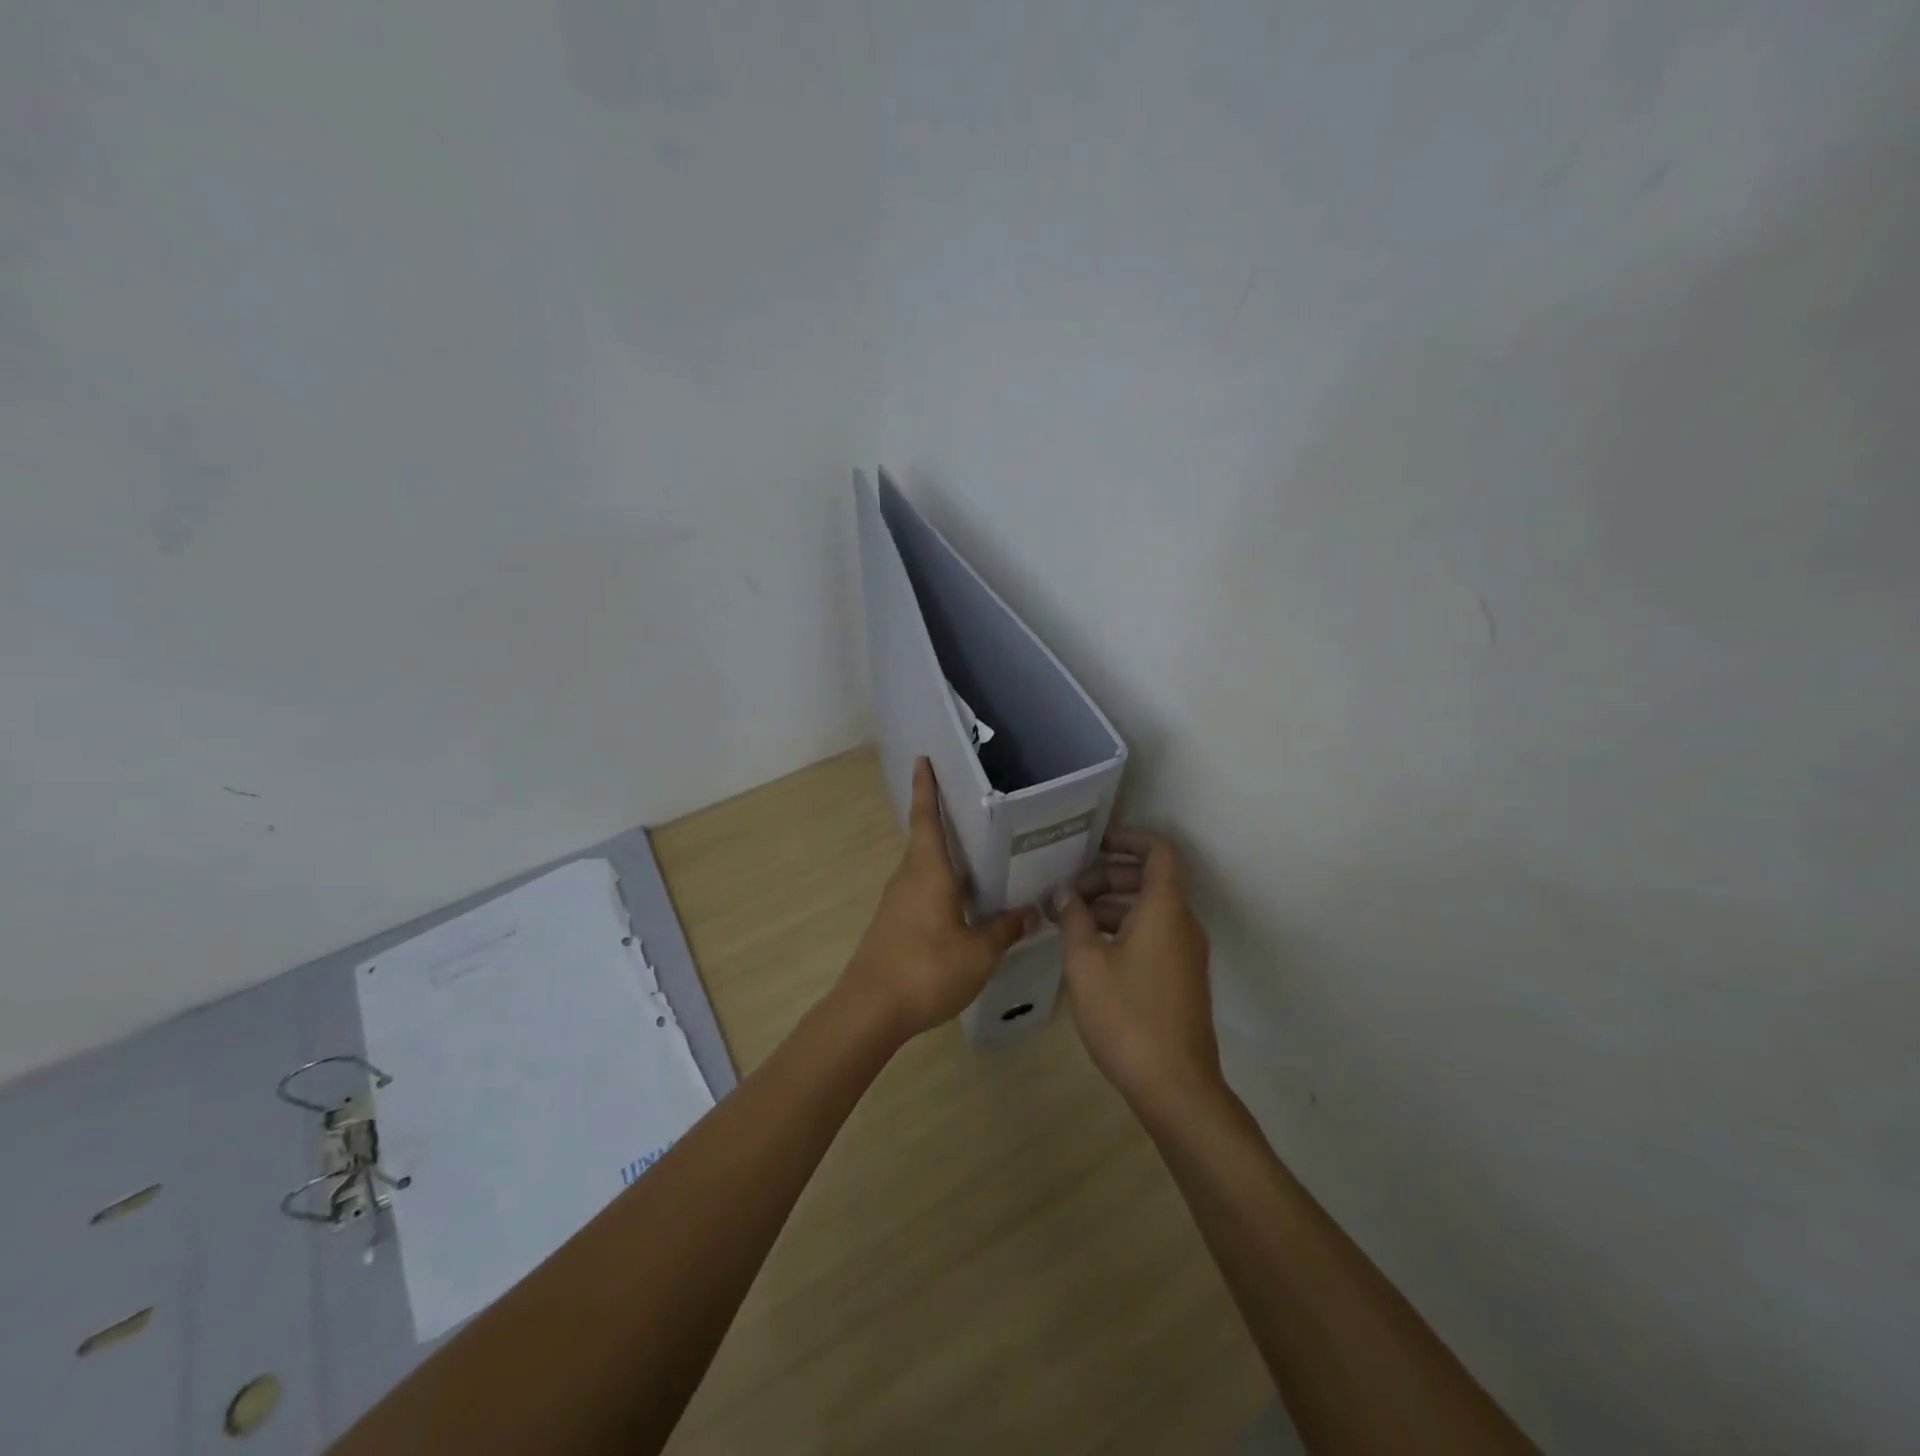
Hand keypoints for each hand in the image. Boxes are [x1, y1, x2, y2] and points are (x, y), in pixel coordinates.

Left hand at [840, 758, 1037, 1043]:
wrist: (870, 1010)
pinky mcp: (892, 924)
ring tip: (979, 858)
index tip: (923, 759)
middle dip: (944, 821)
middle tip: (976, 810)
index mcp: (928, 871)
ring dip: (945, 859)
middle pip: (925, 840)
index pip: (926, 817)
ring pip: (924, 868)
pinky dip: (940, 886)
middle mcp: (908, 877)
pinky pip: (920, 892)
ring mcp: (896, 902)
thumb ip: (1005, 930)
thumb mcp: (979, 953)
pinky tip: (962, 904)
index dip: (926, 787)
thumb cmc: (927, 969)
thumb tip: (1032, 912)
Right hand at [1054, 830, 1223, 1119]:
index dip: (1129, 839)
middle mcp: (1182, 924)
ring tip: (1070, 922)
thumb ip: (1074, 919)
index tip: (1094, 846)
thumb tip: (1065, 893)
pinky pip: (1154, 935)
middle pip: (1149, 881)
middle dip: (1107, 878)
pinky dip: (1124, 930)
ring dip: (1112, 907)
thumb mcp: (1086, 963)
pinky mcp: (1182, 979)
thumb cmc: (1127, 1015)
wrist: (1175, 1086)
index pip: (1159, 851)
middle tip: (1069, 894)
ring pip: (1149, 911)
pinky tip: (1091, 952)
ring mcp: (1185, 954)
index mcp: (1164, 910)